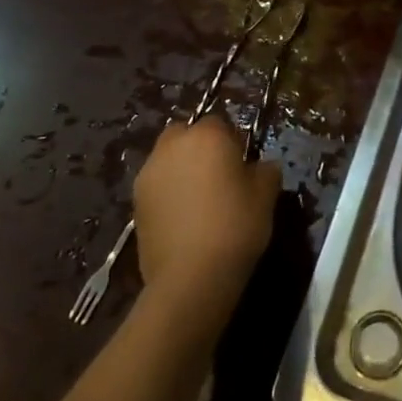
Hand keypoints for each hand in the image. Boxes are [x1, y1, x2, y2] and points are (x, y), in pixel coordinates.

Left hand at [133, 115, 280, 323]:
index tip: (242, 164)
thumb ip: (265, 170)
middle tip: (218, 175)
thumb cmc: (235, 226)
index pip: (220, 123)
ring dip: (181, 169)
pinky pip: (157, 186)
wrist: (190, 277)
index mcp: (206, 135)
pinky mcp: (136, 203)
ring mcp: (149, 174)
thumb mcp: (266, 195)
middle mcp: (172, 146)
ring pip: (168, 159)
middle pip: (186, 134)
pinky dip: (168, 193)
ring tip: (199, 199)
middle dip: (199, 147)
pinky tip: (183, 218)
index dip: (232, 141)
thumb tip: (260, 166)